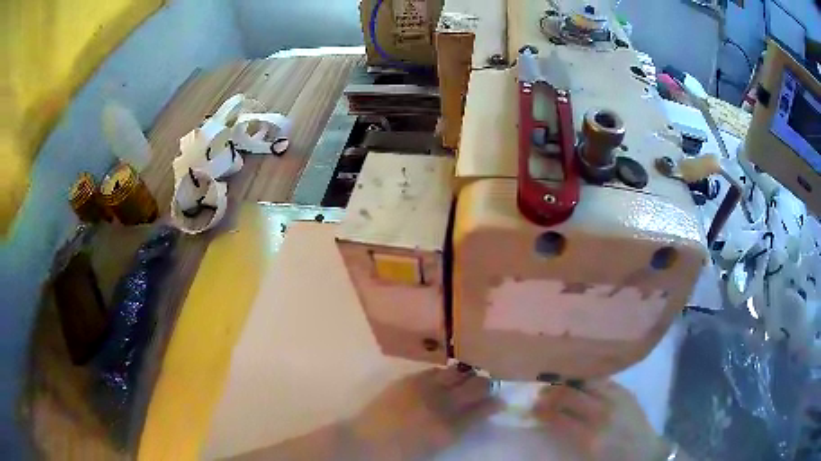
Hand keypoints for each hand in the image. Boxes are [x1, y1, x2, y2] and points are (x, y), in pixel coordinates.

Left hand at [349, 367, 500, 459]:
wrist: (367, 442)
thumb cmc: (403, 453)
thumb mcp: (436, 447)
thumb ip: (457, 430)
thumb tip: (473, 416)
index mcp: (451, 428)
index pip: (483, 409)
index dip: (494, 403)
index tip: (500, 400)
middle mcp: (443, 404)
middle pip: (476, 386)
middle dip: (486, 384)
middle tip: (487, 386)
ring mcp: (426, 389)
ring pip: (458, 373)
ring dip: (467, 375)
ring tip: (467, 377)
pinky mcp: (409, 380)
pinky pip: (435, 371)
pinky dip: (444, 373)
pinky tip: (445, 376)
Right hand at [533, 380, 671, 460]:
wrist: (645, 453)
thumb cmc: (611, 459)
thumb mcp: (586, 454)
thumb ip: (568, 434)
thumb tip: (549, 418)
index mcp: (590, 436)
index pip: (558, 417)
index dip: (541, 411)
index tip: (532, 409)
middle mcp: (603, 413)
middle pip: (570, 394)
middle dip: (550, 393)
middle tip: (540, 396)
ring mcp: (617, 398)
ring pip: (586, 381)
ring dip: (568, 382)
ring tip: (558, 385)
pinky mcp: (626, 391)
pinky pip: (602, 379)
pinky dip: (587, 380)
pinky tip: (580, 382)